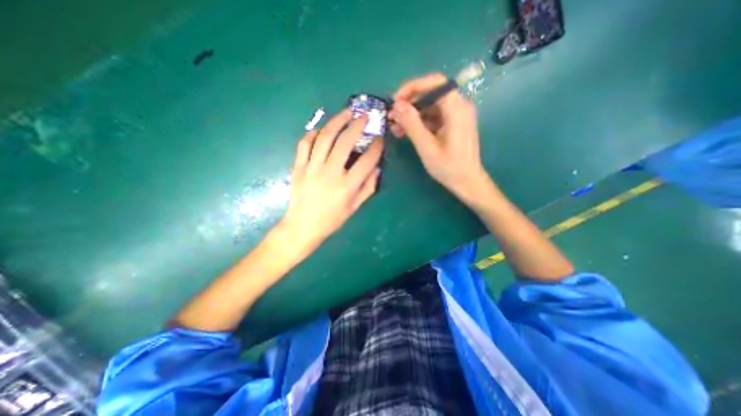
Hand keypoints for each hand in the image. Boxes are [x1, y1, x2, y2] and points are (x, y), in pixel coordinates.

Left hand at [277, 111, 381, 250]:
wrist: (303, 226)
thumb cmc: (332, 219)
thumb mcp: (355, 207)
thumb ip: (368, 187)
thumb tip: (377, 168)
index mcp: (347, 186)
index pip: (367, 161)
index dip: (376, 147)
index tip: (379, 138)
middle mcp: (330, 173)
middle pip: (345, 142)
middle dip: (357, 125)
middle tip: (364, 115)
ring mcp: (312, 168)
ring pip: (324, 137)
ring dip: (337, 121)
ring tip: (346, 112)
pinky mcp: (298, 167)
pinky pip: (304, 143)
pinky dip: (313, 133)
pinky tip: (321, 129)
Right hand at [389, 71, 487, 196]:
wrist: (467, 182)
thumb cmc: (449, 168)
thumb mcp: (427, 147)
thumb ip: (412, 124)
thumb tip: (397, 105)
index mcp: (457, 109)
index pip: (435, 83)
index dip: (413, 87)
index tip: (395, 100)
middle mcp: (459, 107)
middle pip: (431, 93)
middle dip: (409, 103)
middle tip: (391, 116)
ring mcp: (456, 116)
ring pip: (430, 106)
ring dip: (411, 114)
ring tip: (395, 127)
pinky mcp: (452, 124)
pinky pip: (433, 117)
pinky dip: (419, 122)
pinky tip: (405, 132)